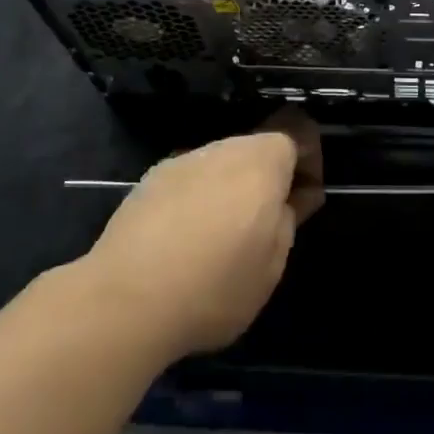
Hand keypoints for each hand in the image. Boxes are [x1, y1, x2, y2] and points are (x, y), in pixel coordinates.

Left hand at [79, 109, 322, 362]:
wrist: (125, 300)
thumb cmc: (214, 287)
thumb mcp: (271, 267)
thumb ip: (288, 222)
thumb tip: (294, 198)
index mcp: (261, 162)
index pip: (296, 134)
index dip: (308, 162)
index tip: (304, 200)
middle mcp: (222, 148)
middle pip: (256, 148)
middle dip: (267, 177)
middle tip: (265, 224)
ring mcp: (182, 161)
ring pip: (220, 163)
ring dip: (230, 188)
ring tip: (221, 237)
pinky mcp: (149, 180)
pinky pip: (189, 180)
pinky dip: (196, 199)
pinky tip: (184, 240)